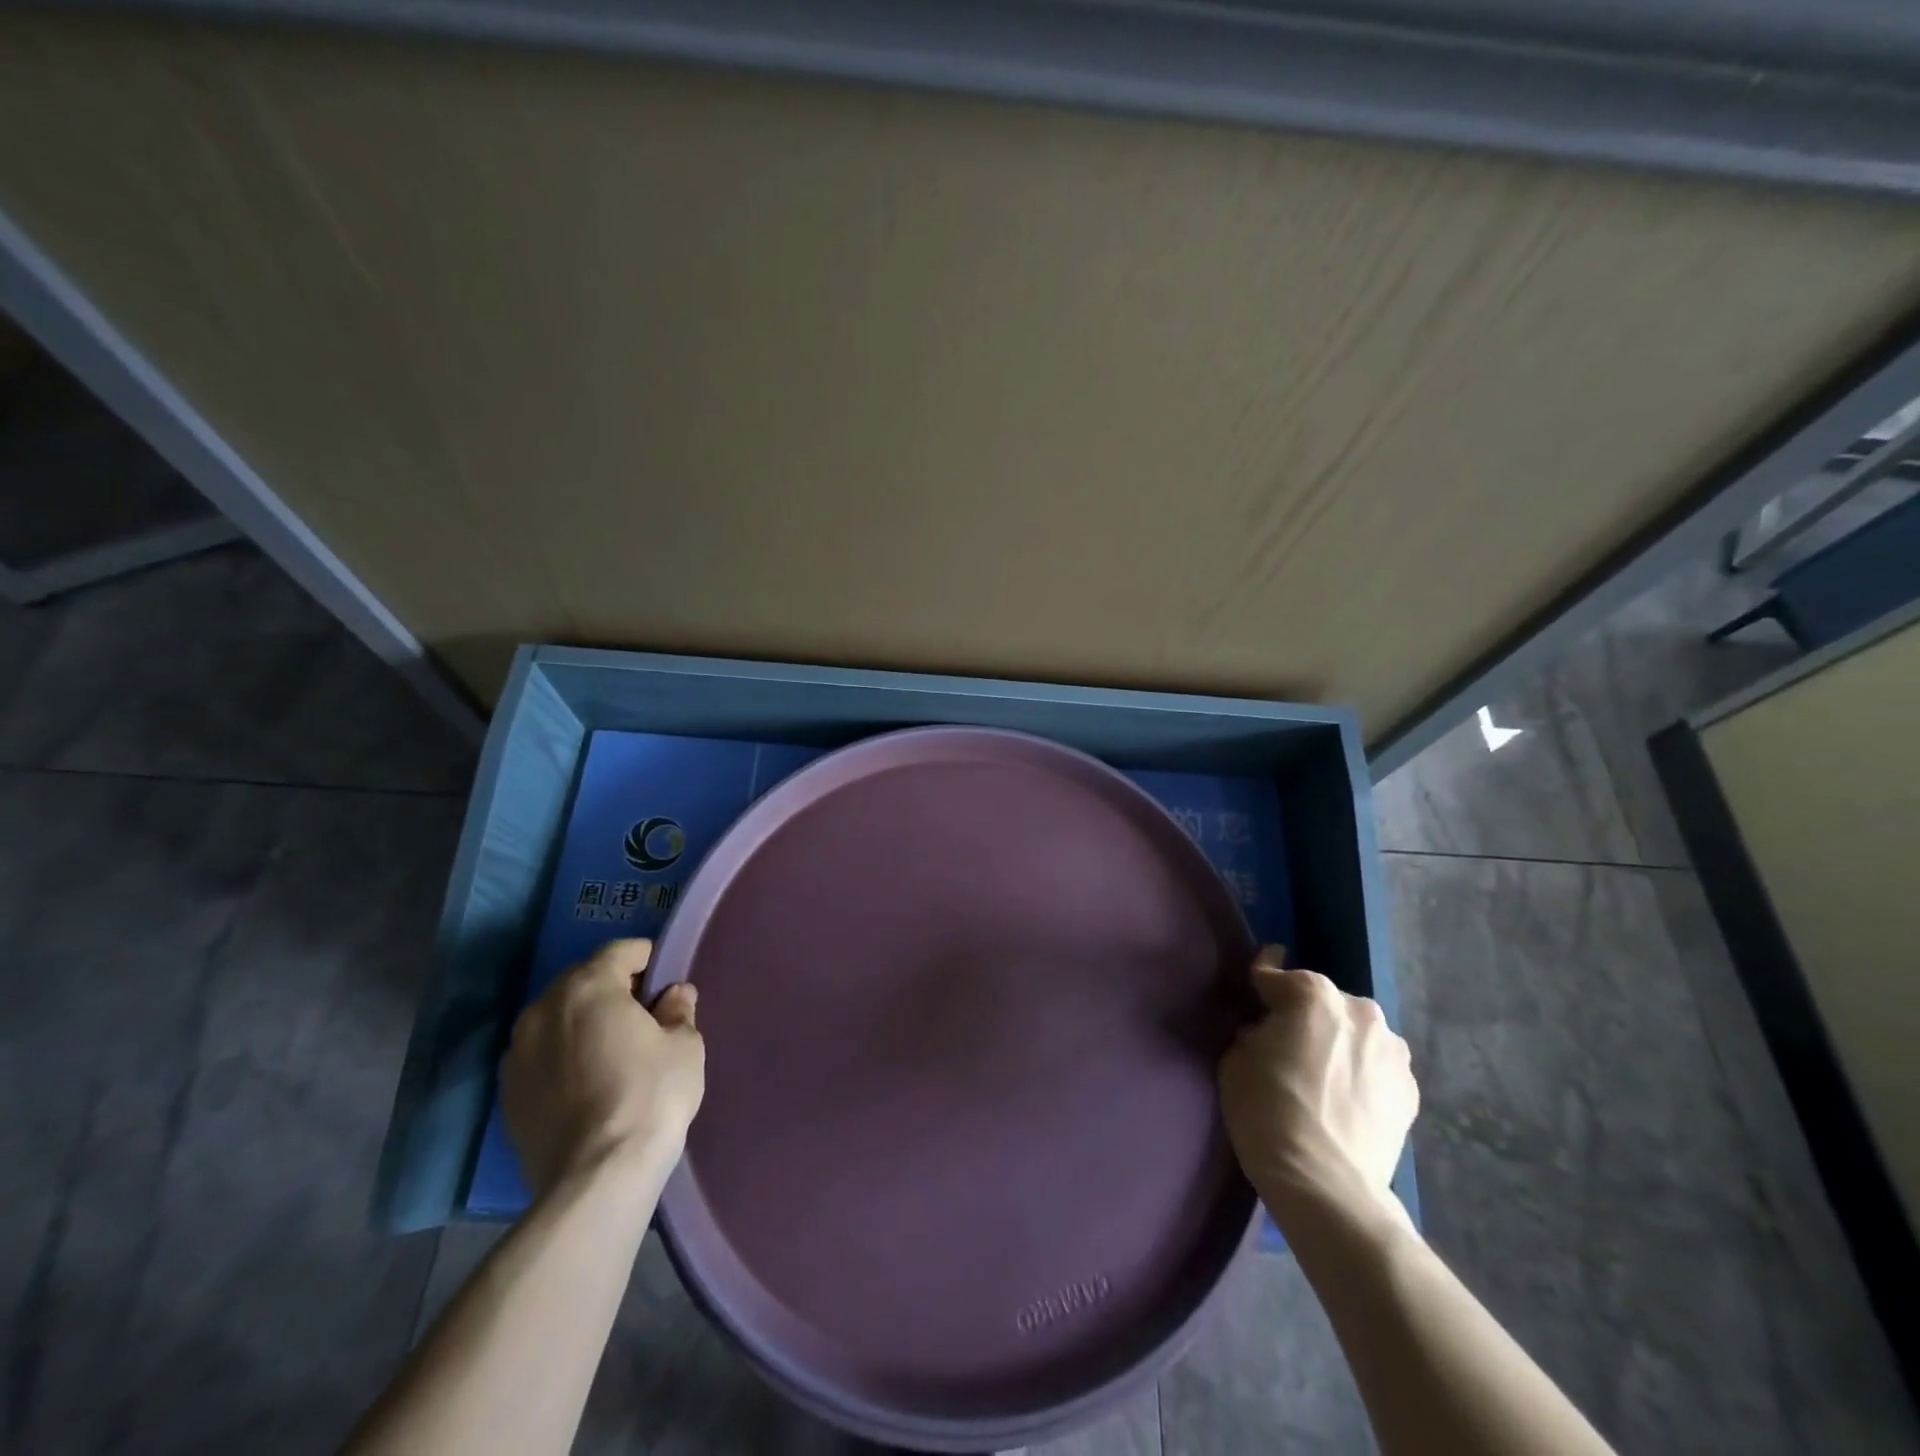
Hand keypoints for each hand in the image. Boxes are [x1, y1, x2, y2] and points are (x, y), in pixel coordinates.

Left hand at [501, 938, 704, 1198]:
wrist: (596, 1178)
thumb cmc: (650, 1096)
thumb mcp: (684, 1046)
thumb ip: (678, 1010)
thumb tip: (674, 995)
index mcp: (588, 987)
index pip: (619, 951)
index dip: (647, 958)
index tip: (665, 978)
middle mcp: (543, 1009)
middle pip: (582, 980)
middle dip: (612, 988)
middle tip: (644, 1013)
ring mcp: (517, 1053)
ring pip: (557, 1018)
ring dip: (583, 1022)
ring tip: (613, 1049)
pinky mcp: (507, 1094)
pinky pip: (541, 1055)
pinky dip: (563, 1055)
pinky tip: (588, 1081)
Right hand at [1218, 946, 1416, 1228]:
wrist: (1326, 1184)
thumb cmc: (1267, 1111)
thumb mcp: (1236, 1058)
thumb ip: (1255, 1031)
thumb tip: (1268, 1033)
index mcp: (1312, 994)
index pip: (1275, 975)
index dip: (1260, 983)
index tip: (1255, 988)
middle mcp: (1359, 1010)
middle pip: (1321, 1002)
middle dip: (1304, 1016)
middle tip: (1286, 1045)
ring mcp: (1392, 1050)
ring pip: (1354, 1032)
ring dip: (1337, 1042)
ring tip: (1321, 1076)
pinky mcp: (1411, 1089)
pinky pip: (1375, 1066)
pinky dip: (1360, 1073)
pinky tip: (1344, 1099)